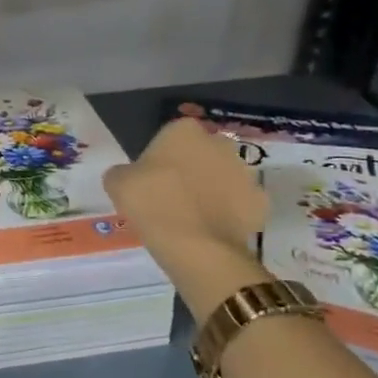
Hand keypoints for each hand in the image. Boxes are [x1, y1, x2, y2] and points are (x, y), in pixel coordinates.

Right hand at [104, 116, 267, 261]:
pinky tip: (211, 230)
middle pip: (202, 153)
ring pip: (223, 178)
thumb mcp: (117, 183)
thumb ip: (123, 172)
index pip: (170, 137)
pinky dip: (229, 214)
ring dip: (212, 190)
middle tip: (171, 197)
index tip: (151, 180)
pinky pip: (240, 204)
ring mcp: (245, 173)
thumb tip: (130, 177)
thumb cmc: (152, 204)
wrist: (197, 247)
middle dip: (191, 169)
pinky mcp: (260, 202)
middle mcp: (219, 143)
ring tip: (192, 218)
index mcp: (184, 131)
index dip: (160, 158)